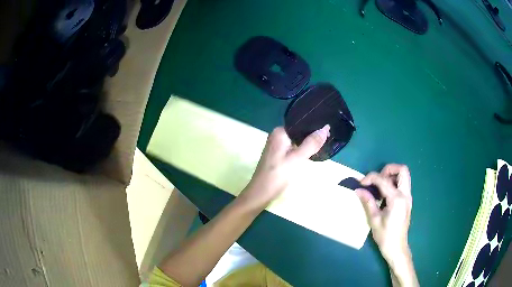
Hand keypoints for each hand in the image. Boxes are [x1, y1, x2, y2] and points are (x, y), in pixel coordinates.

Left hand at [238, 125, 329, 211]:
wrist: (261, 194)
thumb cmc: (278, 175)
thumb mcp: (297, 159)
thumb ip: (311, 143)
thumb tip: (325, 127)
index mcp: (280, 132)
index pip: (300, 122)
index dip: (314, 125)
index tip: (329, 128)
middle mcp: (277, 135)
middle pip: (299, 131)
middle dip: (313, 133)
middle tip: (330, 135)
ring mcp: (278, 145)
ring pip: (297, 140)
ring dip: (309, 142)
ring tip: (325, 141)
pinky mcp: (279, 154)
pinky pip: (294, 147)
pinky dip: (303, 148)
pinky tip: (313, 151)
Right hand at [355, 164, 412, 264]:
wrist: (397, 248)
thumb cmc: (385, 236)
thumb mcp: (374, 219)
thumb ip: (368, 201)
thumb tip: (359, 190)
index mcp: (397, 199)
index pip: (383, 180)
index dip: (371, 178)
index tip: (361, 183)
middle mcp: (405, 194)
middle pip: (402, 170)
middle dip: (388, 170)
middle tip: (377, 179)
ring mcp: (408, 197)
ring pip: (404, 176)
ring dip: (392, 175)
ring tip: (380, 186)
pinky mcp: (407, 201)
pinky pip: (403, 184)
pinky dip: (394, 183)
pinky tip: (385, 194)